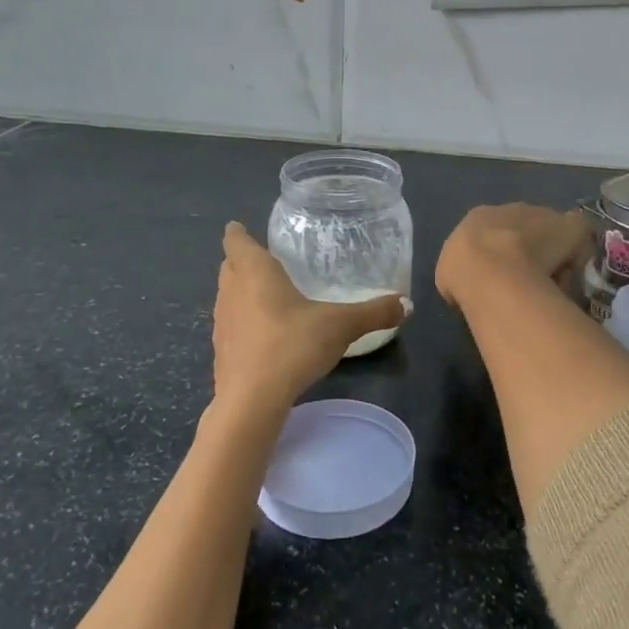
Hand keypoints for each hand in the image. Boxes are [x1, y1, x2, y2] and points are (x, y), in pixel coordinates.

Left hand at [211, 223, 406, 415]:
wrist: (252, 402)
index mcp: (255, 273)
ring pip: (227, 296)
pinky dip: (242, 322)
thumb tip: (408, 303)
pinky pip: (230, 325)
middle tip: (263, 259)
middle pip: (228, 266)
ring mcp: (222, 323)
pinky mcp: (220, 352)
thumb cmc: (292, 346)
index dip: (237, 232)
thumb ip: (374, 312)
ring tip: (265, 295)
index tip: (239, 226)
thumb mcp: (341, 326)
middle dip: (240, 260)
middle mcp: (232, 292)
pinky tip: (263, 334)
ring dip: (239, 292)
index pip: (237, 241)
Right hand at [436, 204, 591, 312]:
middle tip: (530, 281)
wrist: (492, 269)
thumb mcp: (449, 273)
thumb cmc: (464, 273)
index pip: (491, 231)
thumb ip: (463, 273)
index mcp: (479, 216)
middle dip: (529, 249)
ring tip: (551, 284)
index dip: (499, 254)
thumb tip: (471, 284)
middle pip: (524, 228)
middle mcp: (510, 209)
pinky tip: (571, 276)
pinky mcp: (568, 227)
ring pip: (550, 234)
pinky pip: (576, 238)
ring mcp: (540, 215)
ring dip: (552, 254)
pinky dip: (576, 254)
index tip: (503, 278)